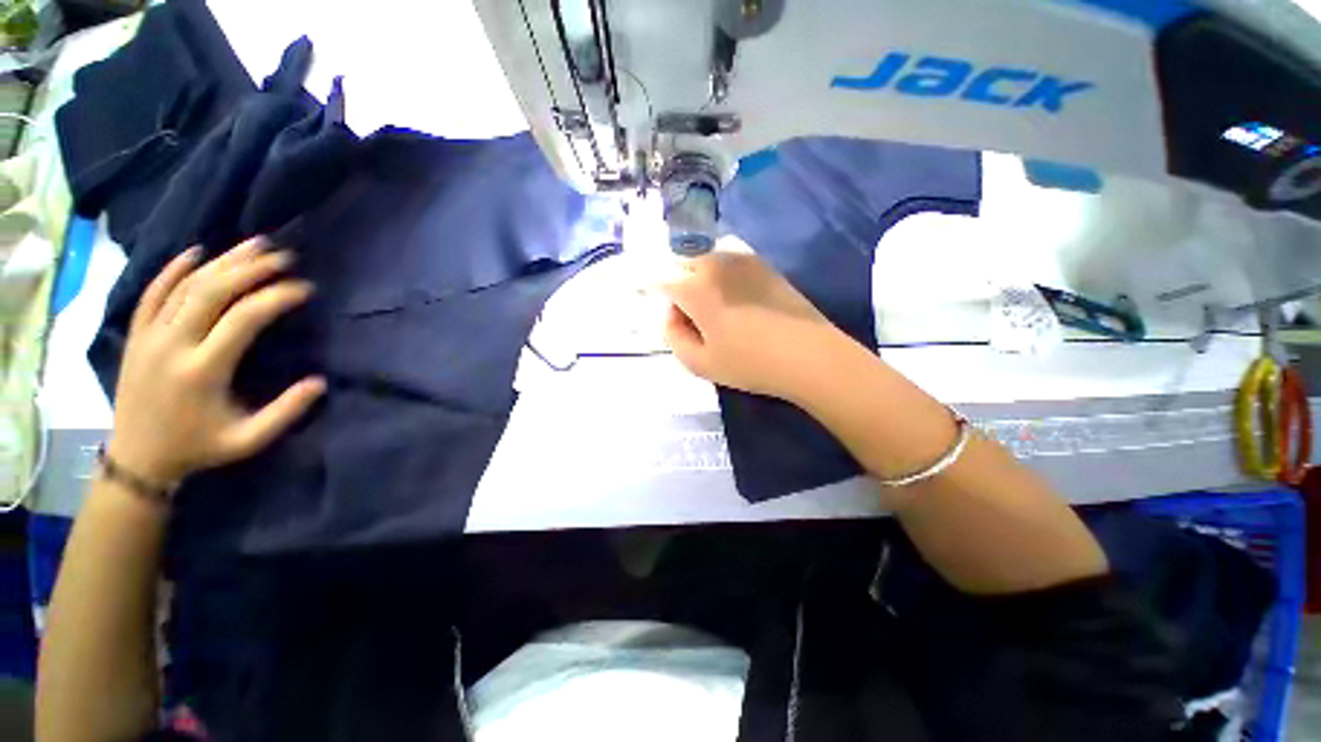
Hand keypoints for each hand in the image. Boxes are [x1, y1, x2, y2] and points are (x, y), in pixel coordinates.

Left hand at [107, 237, 325, 486]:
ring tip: (253, 245)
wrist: (138, 458)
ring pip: (186, 286)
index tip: (304, 289)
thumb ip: (286, 412)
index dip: (276, 297)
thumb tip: (319, 382)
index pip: (244, 319)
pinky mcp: (137, 335)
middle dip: (251, 269)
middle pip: (213, 292)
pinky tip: (195, 252)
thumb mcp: (249, 440)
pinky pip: (153, 293)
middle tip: (284, 257)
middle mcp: (174, 345)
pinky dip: (173, 269)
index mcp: (203, 370)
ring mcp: (150, 337)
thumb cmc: (198, 447)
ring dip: (222, 261)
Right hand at [659, 250, 846, 399]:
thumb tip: (669, 312)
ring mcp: (741, 259)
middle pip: (681, 264)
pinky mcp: (761, 262)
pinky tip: (733, 299)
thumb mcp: (699, 362)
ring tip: (710, 306)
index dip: (652, 290)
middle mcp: (715, 263)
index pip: (660, 280)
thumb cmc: (750, 363)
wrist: (808, 354)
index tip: (653, 302)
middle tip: (686, 312)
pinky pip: (727, 261)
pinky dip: (719, 275)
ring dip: (697, 277)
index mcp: (695, 288)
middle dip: (676, 283)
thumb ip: (672, 335)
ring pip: (704, 260)